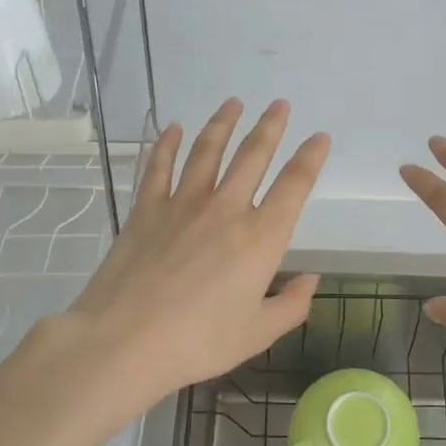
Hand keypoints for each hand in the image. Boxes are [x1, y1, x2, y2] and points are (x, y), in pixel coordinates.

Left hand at [48, 99, 329, 417]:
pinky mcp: (147, 208)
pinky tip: (173, 128)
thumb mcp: (257, 333)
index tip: (320, 136)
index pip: (294, 186)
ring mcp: (183, 204)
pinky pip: (159, 166)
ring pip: (208, 151)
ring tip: (233, 103)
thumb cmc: (198, 342)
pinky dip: (166, 144)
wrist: (125, 340)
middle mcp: (226, 209)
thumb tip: (311, 279)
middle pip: (252, 156)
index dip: (310, 158)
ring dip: (222, 123)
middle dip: (270, 126)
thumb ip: (291, 305)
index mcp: (261, 238)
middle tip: (280, 104)